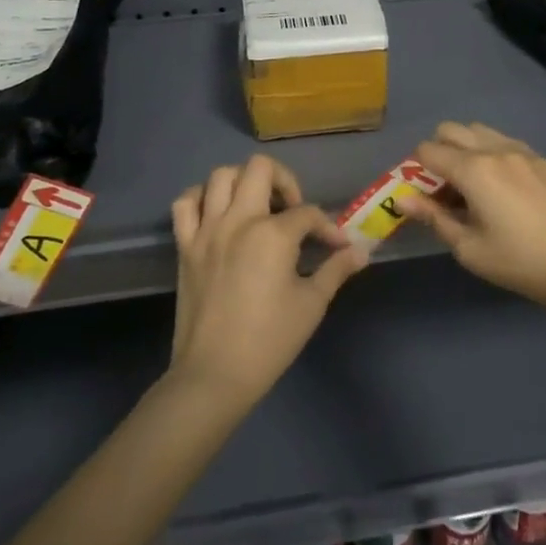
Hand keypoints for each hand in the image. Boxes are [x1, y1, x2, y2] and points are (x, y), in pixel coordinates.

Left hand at [169, 154, 369, 406]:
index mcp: (273, 234)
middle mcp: (238, 220)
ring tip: (257, 206)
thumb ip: (336, 270)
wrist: (213, 375)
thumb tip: (361, 251)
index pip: (307, 213)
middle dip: (284, 181)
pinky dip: (202, 198)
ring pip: (221, 176)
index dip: (328, 228)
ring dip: (243, 182)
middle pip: (261, 168)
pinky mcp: (185, 245)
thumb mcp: (311, 304)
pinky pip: (185, 203)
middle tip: (292, 210)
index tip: (337, 247)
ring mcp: (207, 230)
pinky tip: (218, 213)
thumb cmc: (269, 341)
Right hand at [397, 121, 545, 308]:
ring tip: (474, 185)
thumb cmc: (518, 262)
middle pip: (451, 130)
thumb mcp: (469, 248)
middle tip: (445, 187)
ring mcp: (523, 151)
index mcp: (473, 170)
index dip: (416, 169)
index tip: (423, 194)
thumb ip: (433, 217)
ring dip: (466, 149)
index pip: (428, 150)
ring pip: (480, 131)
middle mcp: (495, 150)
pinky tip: (504, 188)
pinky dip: (493, 154)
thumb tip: (402, 199)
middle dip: (439, 151)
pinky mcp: (543, 160)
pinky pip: (506, 143)